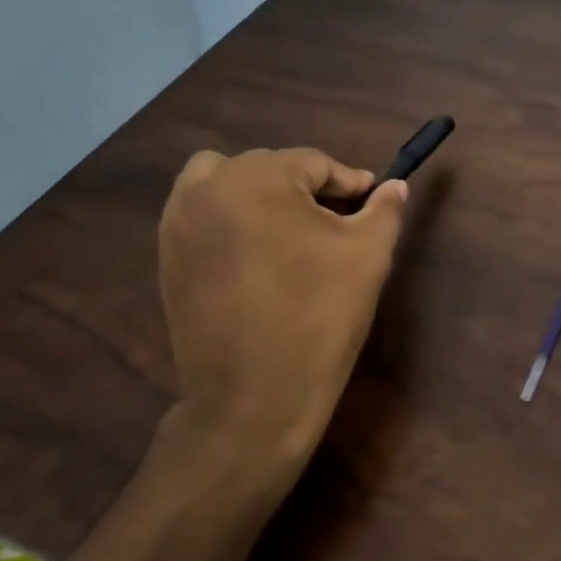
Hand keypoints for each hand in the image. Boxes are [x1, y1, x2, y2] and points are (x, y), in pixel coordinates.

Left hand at [157, 147, 407, 486]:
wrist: (253, 398)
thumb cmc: (318, 318)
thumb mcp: (367, 256)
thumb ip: (384, 210)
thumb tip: (395, 186)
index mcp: (256, 177)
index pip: (313, 163)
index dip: (349, 182)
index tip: (370, 201)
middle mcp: (206, 187)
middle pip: (268, 168)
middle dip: (305, 189)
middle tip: (336, 224)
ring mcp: (177, 223)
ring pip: (225, 184)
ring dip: (260, 196)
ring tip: (290, 234)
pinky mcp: (166, 258)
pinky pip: (203, 217)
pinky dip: (231, 222)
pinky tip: (257, 260)